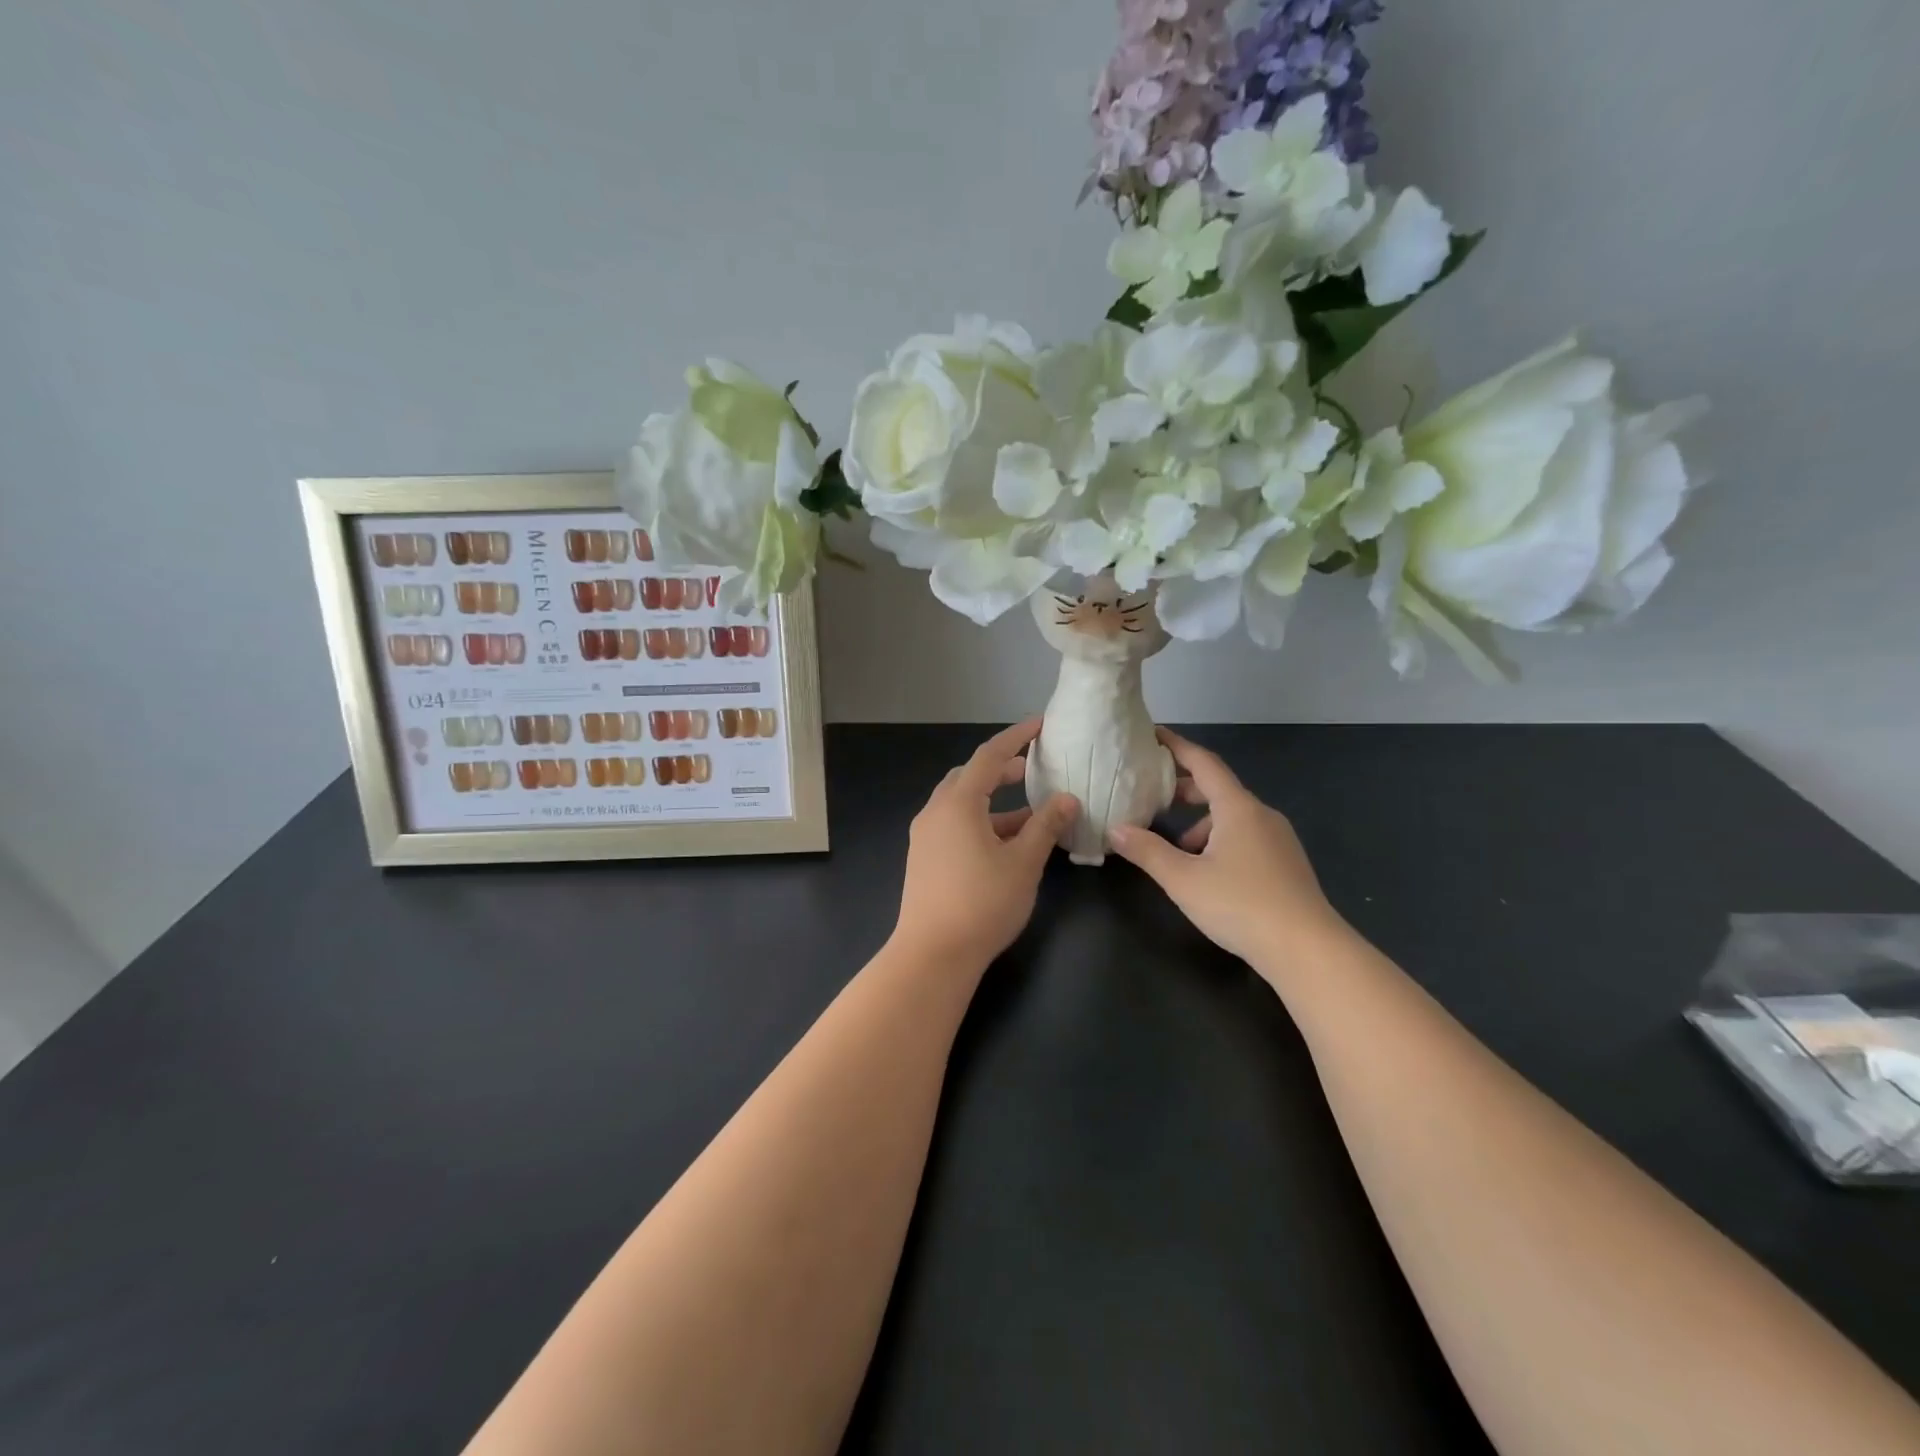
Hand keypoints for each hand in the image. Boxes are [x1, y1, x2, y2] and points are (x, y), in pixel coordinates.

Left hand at [891, 720, 1079, 970]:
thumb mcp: (1023, 863)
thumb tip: (1068, 798)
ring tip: (1029, 811)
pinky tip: (1006, 842)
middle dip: (1001, 769)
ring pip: (961, 803)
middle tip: (1032, 768)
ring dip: (993, 800)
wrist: (932, 954)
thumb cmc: (982, 903)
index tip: (1040, 725)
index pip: (989, 756)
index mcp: (958, 803)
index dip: (1017, 737)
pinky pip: (954, 824)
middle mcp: (936, 812)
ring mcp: (926, 836)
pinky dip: (981, 822)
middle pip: (970, 776)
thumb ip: (1046, 826)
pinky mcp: (924, 858)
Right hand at [1109, 729, 1345, 979]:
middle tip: (1152, 795)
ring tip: (1174, 847)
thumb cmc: (1241, 905)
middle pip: (1218, 789)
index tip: (1153, 734)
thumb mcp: (1183, 879)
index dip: (1177, 746)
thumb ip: (1147, 852)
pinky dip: (1220, 840)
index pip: (1204, 763)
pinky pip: (1246, 836)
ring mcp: (1279, 839)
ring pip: (1232, 817)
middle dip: (1184, 789)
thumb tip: (1116, 830)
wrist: (1307, 950)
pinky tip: (1207, 872)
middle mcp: (1261, 815)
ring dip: (1200, 822)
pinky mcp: (1286, 863)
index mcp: (1238, 808)